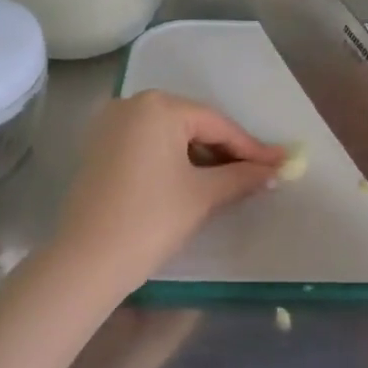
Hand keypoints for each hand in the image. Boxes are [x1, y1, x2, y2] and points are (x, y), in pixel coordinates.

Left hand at [52, 91, 283, 295]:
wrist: (87, 261)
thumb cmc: (151, 219)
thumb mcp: (203, 195)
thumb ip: (242, 176)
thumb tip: (275, 170)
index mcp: (158, 107)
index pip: (216, 124)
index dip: (251, 148)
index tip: (280, 164)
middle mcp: (131, 105)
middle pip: (193, 125)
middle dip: (226, 151)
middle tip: (258, 173)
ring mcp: (110, 126)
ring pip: (170, 136)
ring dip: (201, 157)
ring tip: (232, 181)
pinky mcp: (99, 149)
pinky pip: (148, 146)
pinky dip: (173, 161)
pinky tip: (194, 182)